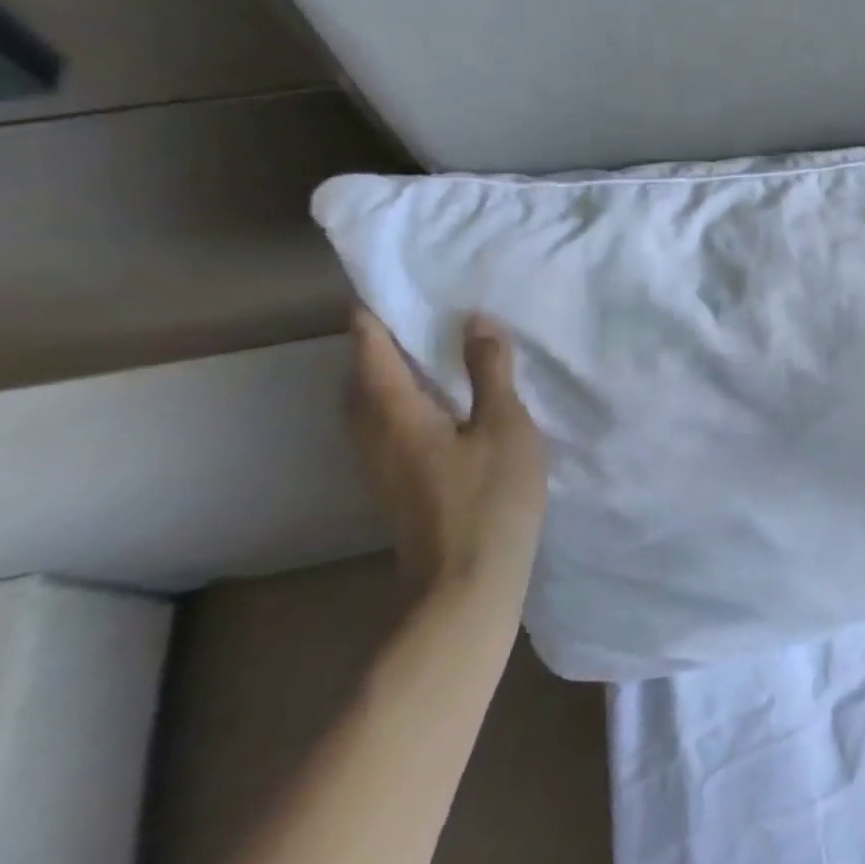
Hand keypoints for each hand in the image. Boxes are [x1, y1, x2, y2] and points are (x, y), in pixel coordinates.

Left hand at [347, 306, 547, 604]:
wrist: (465, 583)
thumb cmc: (489, 498)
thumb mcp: (504, 425)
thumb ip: (490, 371)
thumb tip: (477, 320)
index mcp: (393, 409)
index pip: (369, 345)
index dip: (375, 310)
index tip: (394, 280)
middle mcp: (373, 431)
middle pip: (360, 374)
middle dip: (378, 340)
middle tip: (418, 312)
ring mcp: (379, 462)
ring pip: (370, 402)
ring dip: (390, 371)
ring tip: (430, 351)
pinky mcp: (395, 483)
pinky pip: (386, 423)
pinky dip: (403, 399)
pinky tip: (440, 403)